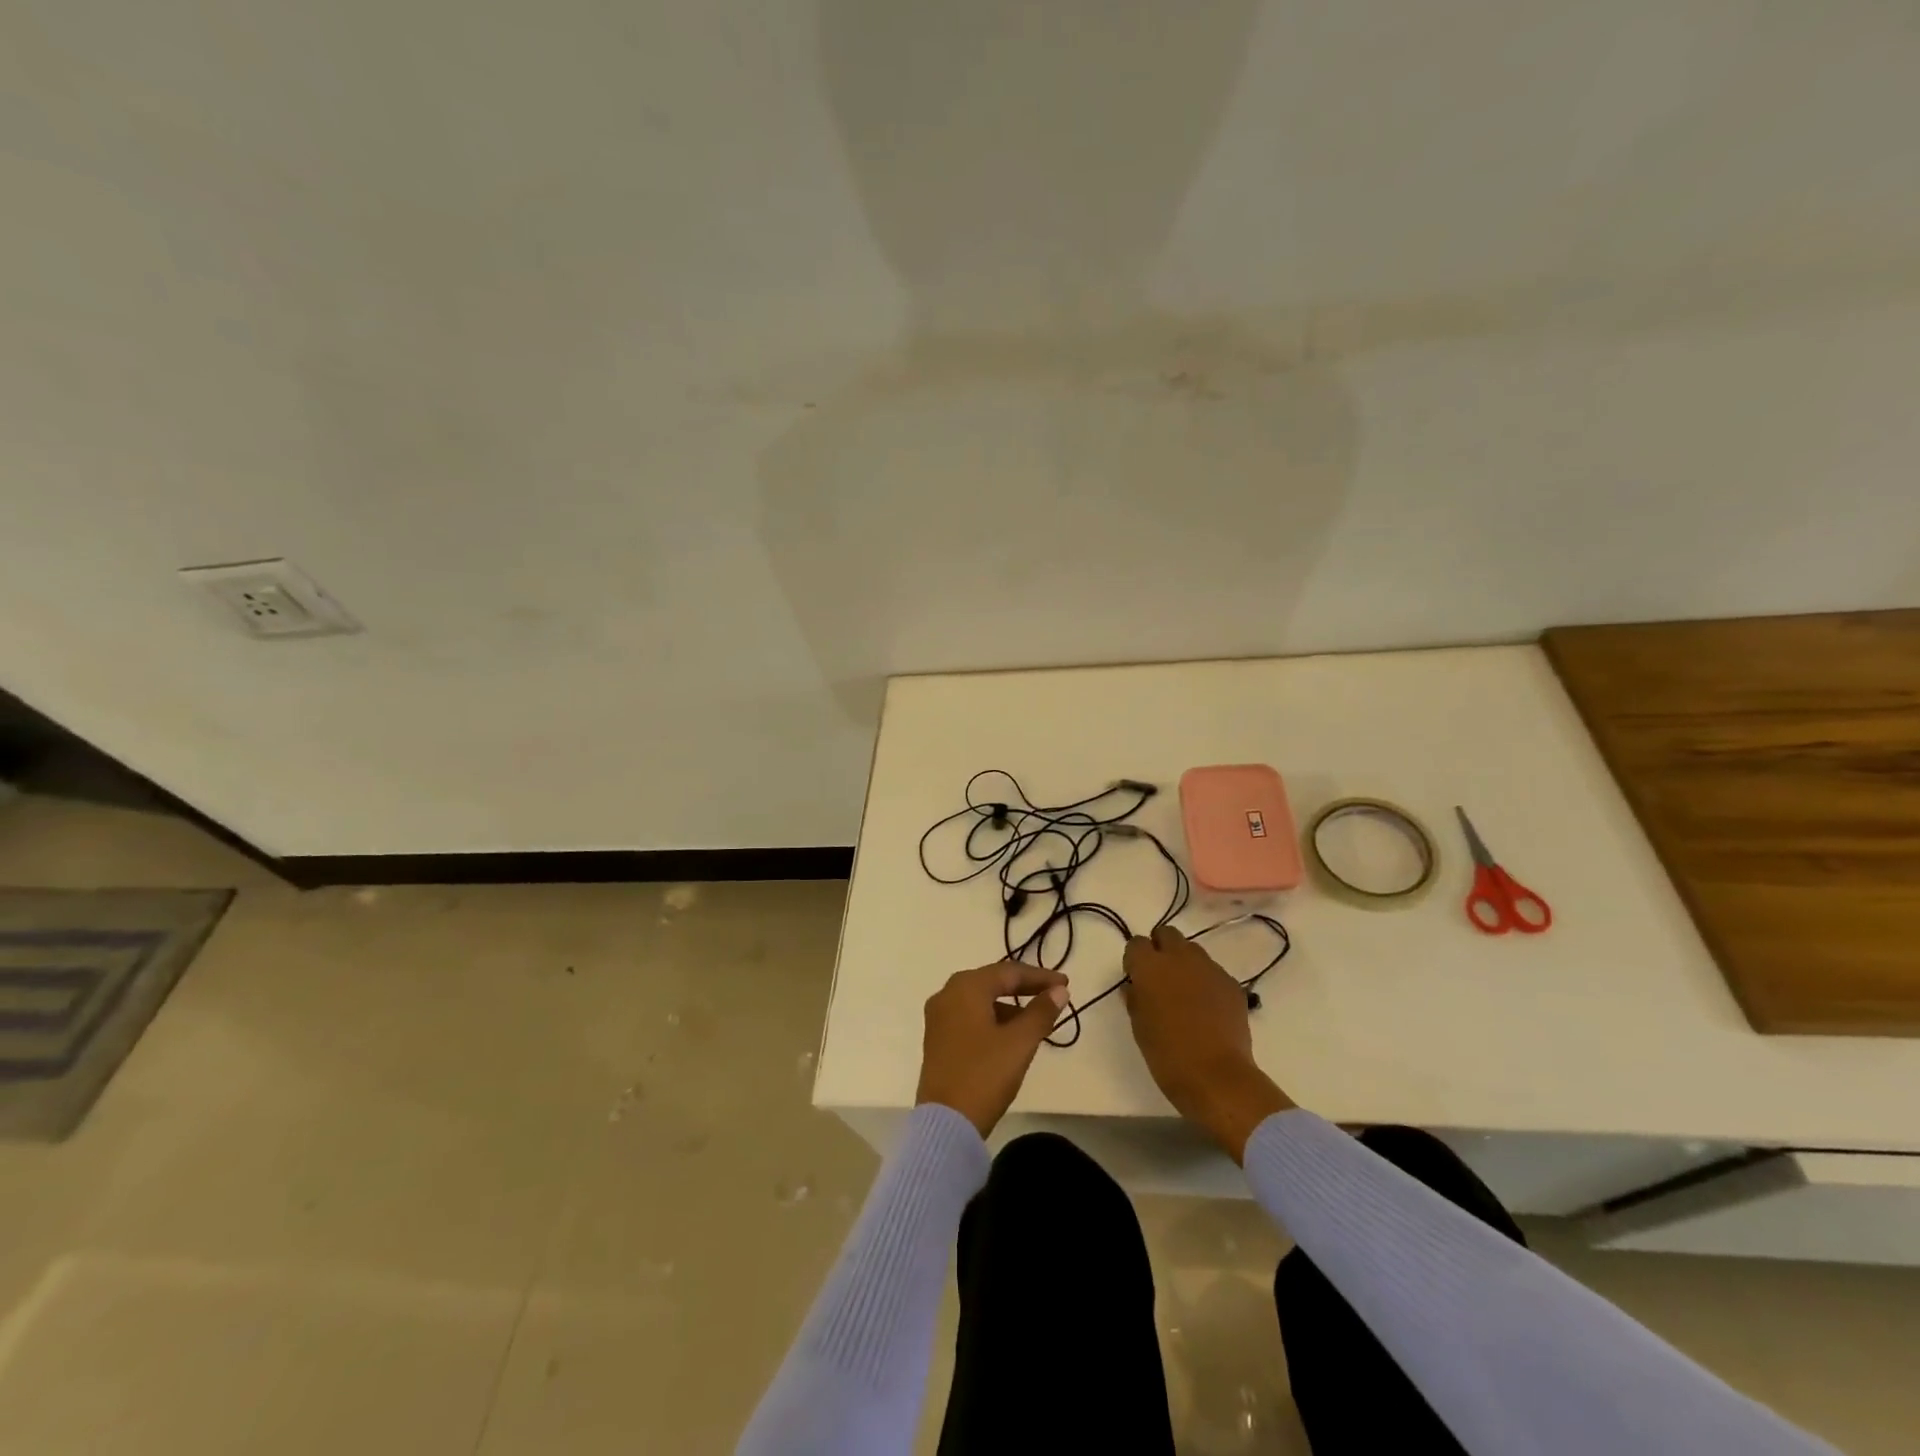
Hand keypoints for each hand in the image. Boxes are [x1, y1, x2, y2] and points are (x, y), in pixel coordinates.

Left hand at [916, 962, 1069, 1137]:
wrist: (946, 1123)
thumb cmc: (985, 1075)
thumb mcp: (1020, 1043)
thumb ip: (1041, 1012)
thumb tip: (1059, 991)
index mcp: (966, 987)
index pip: (1009, 972)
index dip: (1040, 977)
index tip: (1066, 985)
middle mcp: (947, 994)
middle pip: (992, 982)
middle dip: (1024, 988)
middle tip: (1053, 994)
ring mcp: (938, 1017)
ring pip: (980, 1000)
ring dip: (1009, 1006)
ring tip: (1037, 1019)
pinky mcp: (937, 1039)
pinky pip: (969, 1016)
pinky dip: (992, 1019)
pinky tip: (1010, 1036)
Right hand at [1123, 925, 1291, 1162]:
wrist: (1217, 1077)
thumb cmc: (1167, 1055)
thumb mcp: (1139, 1027)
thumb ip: (1135, 999)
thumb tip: (1135, 987)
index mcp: (1150, 966)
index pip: (1136, 943)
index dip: (1135, 959)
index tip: (1136, 977)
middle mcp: (1180, 958)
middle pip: (1167, 934)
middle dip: (1160, 948)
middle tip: (1160, 976)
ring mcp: (1209, 968)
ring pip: (1192, 950)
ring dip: (1184, 962)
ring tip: (1185, 991)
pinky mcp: (1232, 984)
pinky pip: (1214, 972)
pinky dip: (1206, 981)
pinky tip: (1207, 1008)